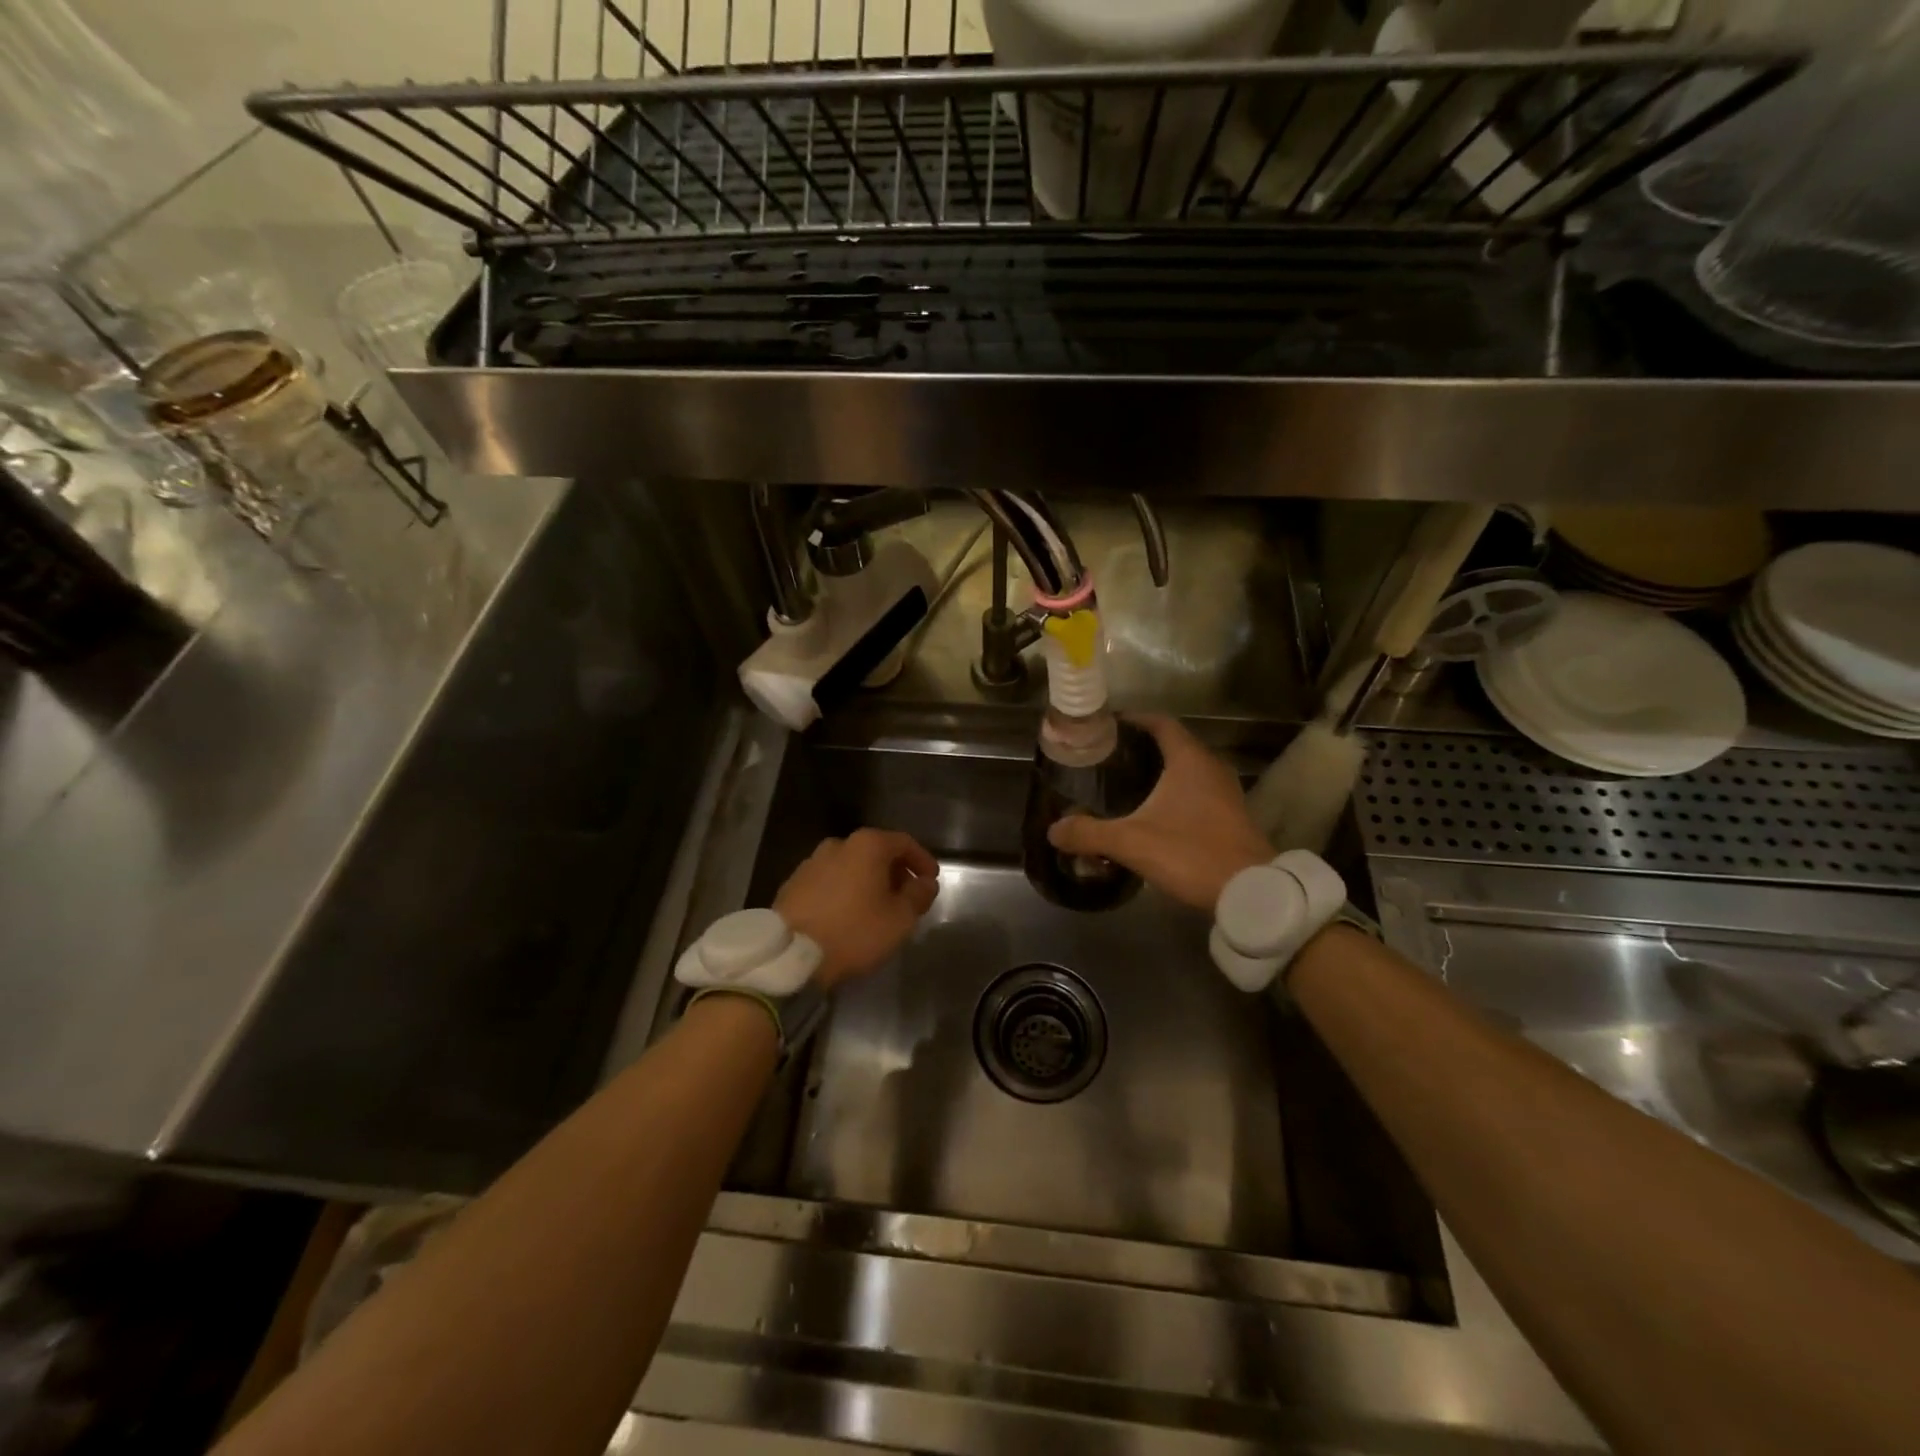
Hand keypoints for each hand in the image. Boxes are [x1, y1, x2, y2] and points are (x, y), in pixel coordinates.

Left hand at [774, 829, 940, 990]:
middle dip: (895, 872)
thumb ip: (918, 895)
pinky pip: (829, 882)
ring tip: (877, 909)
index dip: (922, 860)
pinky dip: (844, 892)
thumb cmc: (854, 931)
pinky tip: (847, 915)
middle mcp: (838, 845)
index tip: (931, 880)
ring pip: (850, 867)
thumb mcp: (900, 918)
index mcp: (867, 845)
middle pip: (875, 852)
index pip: (904, 843)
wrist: (790, 955)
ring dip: (868, 882)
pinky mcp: (793, 884)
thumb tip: (925, 882)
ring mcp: (811, 863)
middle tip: (906, 897)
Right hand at [1047, 714, 1271, 911]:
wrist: (1251, 890)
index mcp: (1189, 759)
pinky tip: (1155, 813)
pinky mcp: (1232, 814)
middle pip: (1174, 743)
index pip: (1160, 722)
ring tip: (1127, 784)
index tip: (1108, 726)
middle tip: (1109, 758)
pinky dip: (1176, 792)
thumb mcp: (1132, 842)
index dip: (1134, 720)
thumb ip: (1089, 833)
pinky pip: (1198, 790)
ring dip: (1160, 771)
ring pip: (1187, 769)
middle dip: (1142, 747)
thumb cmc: (1191, 852)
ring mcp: (1226, 791)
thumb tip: (1053, 830)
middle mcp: (1211, 766)